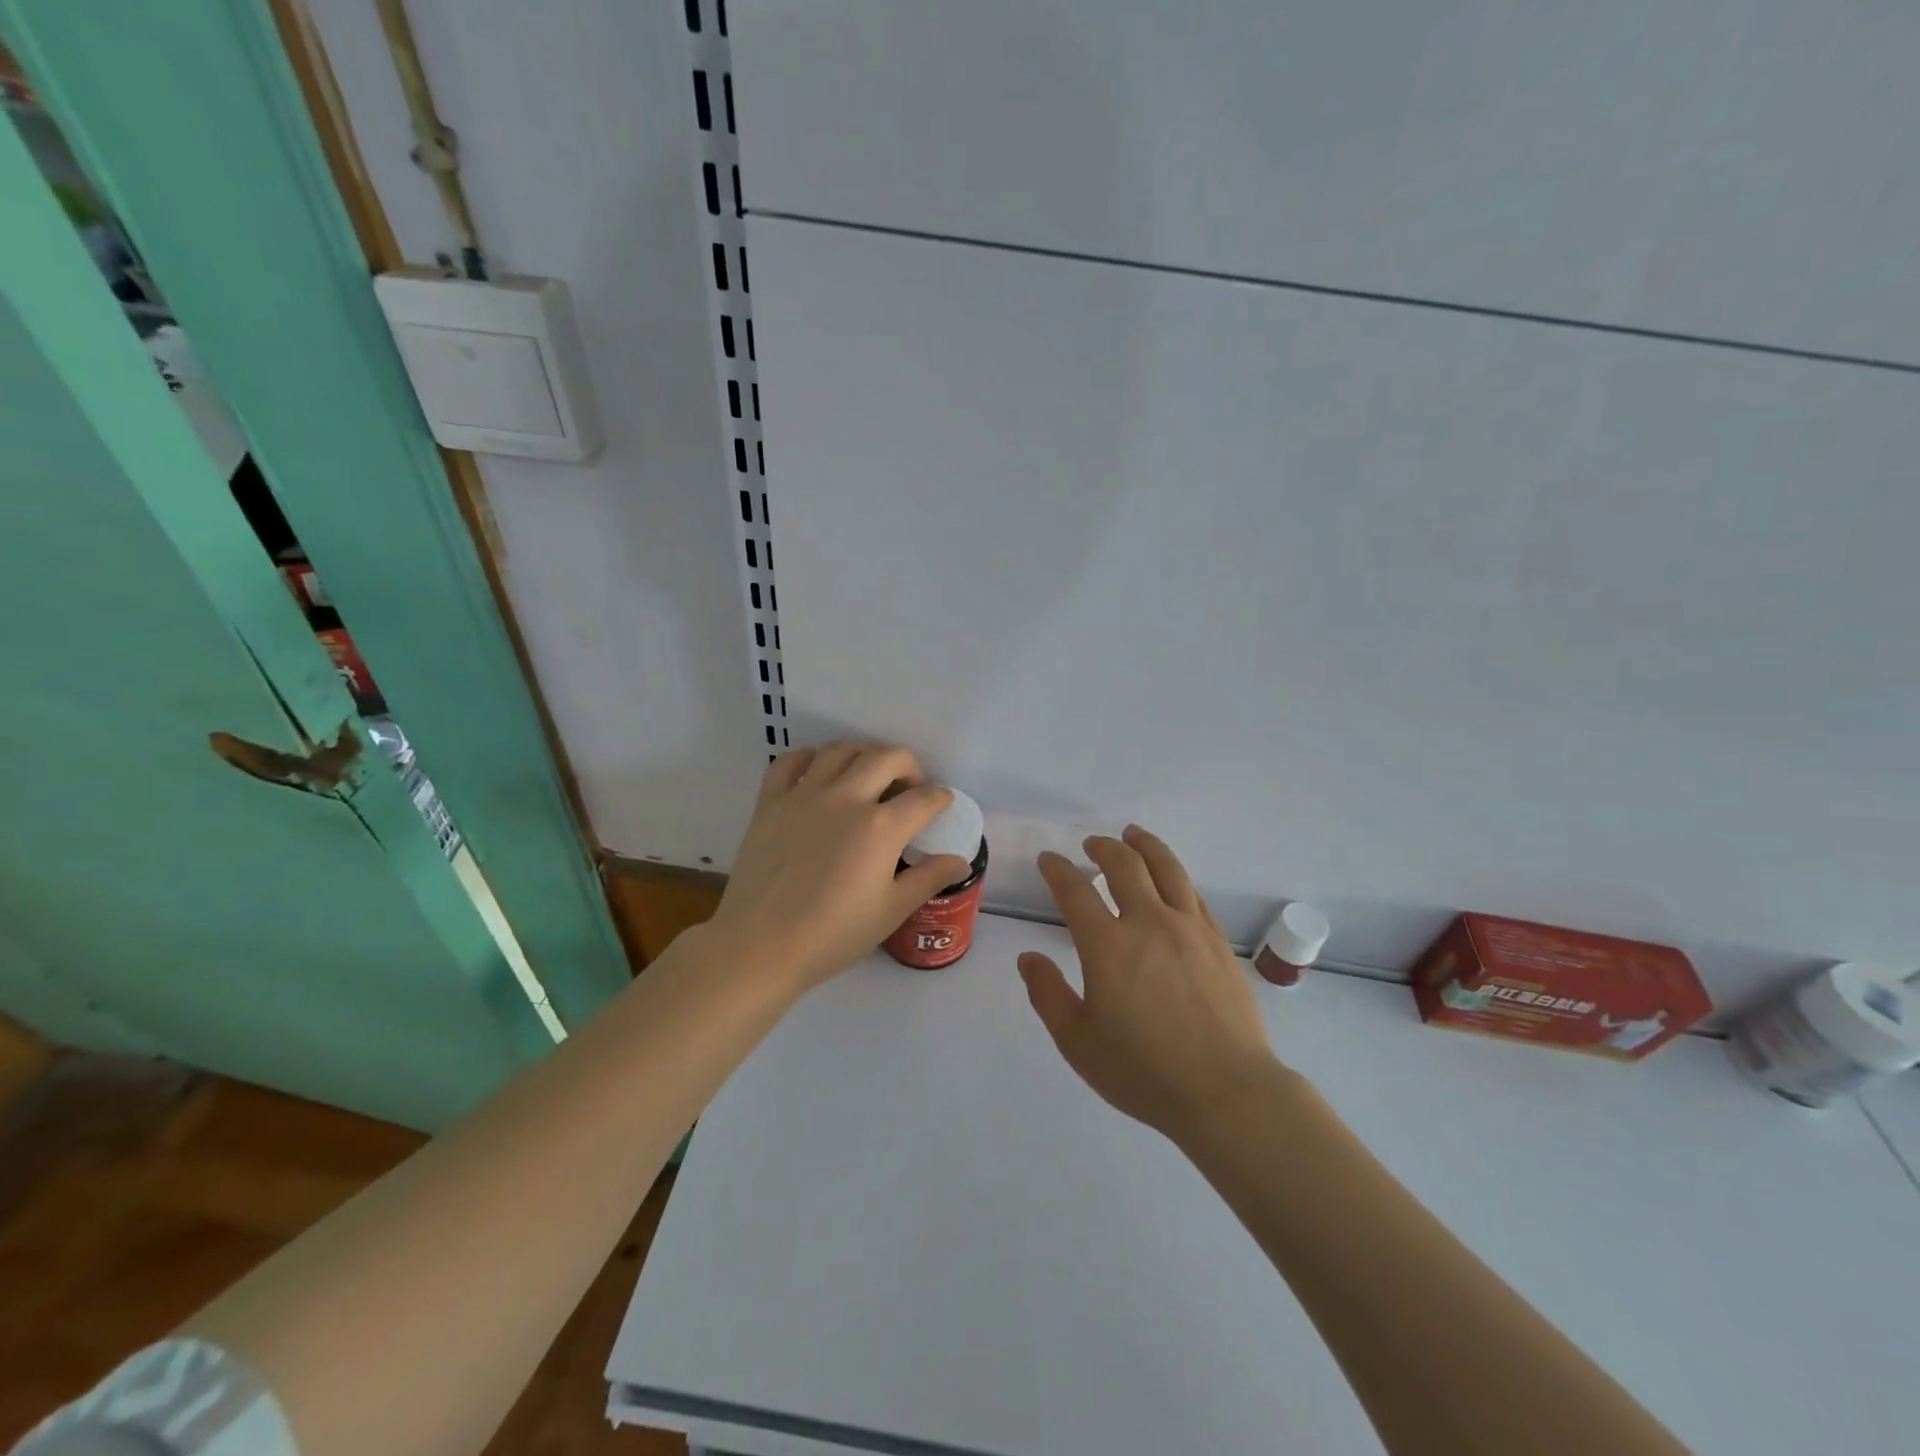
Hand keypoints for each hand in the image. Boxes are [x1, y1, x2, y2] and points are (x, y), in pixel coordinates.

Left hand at [705, 743, 974, 993]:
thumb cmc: (833, 935)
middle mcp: (846, 798)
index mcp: (881, 827)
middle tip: (909, 789)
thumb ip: (928, 878)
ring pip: (842, 750)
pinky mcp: (770, 802)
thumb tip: (960, 861)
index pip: (924, 798)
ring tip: (868, 776)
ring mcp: (804, 795)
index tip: (941, 805)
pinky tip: (819, 774)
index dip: (940, 798)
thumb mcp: (891, 911)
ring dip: (864, 755)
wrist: (761, 947)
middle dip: (909, 767)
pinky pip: (791, 761)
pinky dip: (810, 758)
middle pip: (887, 757)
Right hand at [1018, 826, 1286, 1142]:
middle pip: (1124, 865)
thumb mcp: (1078, 1042)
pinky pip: (1193, 893)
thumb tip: (1029, 958)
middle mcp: (1148, 923)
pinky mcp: (1218, 941)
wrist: (1227, 1092)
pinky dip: (1175, 876)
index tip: (1048, 860)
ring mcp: (1189, 928)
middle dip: (1103, 847)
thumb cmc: (1144, 1071)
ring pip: (1166, 868)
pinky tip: (1171, 879)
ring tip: (1133, 835)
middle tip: (1092, 844)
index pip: (1075, 890)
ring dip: (1144, 845)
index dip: (1057, 869)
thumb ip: (1048, 994)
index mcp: (1107, 945)